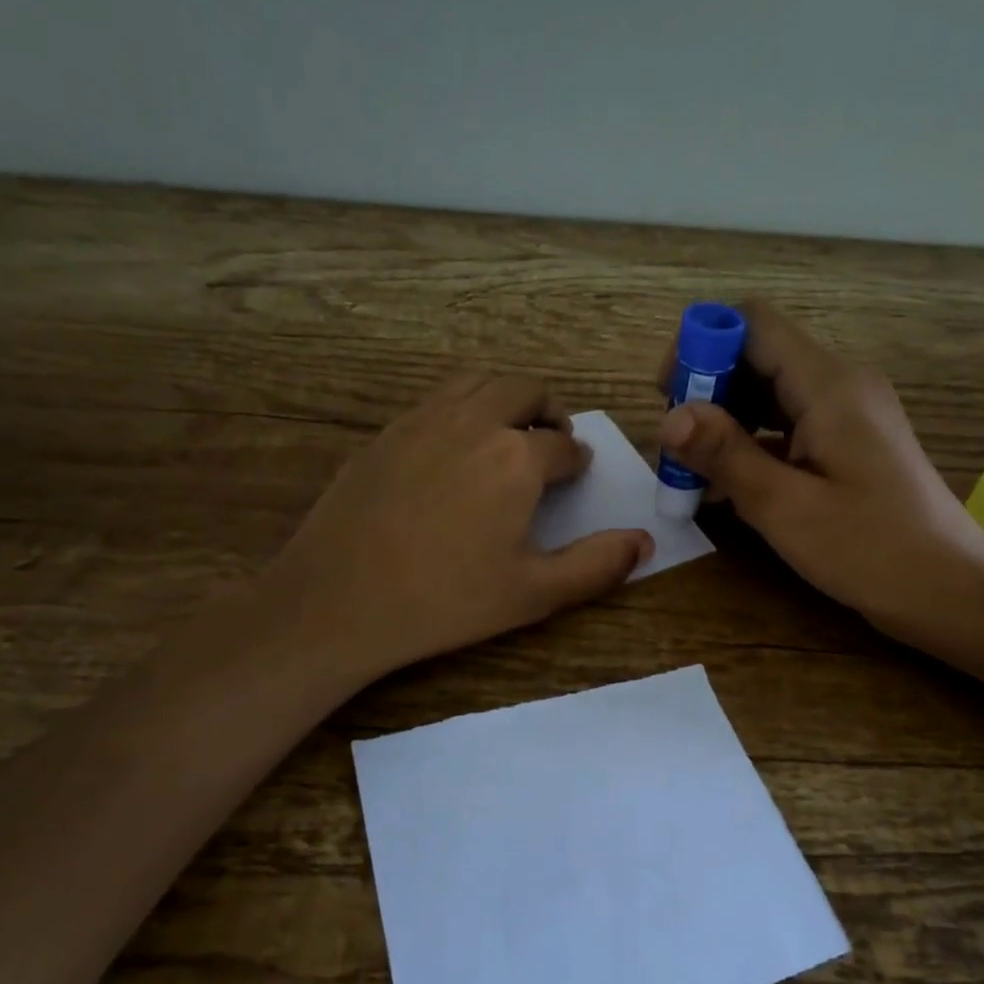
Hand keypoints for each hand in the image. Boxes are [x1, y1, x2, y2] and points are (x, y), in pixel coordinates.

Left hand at [263, 373, 652, 681]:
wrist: (338, 601)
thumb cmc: (445, 601)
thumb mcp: (533, 594)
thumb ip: (596, 565)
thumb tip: (644, 540)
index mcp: (516, 458)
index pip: (563, 444)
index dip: (577, 459)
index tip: (576, 472)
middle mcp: (473, 422)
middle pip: (524, 389)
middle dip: (547, 411)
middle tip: (550, 442)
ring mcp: (422, 420)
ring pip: (477, 382)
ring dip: (504, 399)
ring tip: (507, 435)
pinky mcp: (384, 432)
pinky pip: (435, 400)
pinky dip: (461, 408)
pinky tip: (453, 450)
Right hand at [653, 302, 983, 643]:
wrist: (948, 590)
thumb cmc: (870, 549)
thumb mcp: (785, 506)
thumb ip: (726, 455)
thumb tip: (668, 417)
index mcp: (828, 384)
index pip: (753, 323)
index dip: (702, 344)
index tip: (668, 395)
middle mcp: (839, 384)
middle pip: (757, 355)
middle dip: (707, 389)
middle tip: (676, 445)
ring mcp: (846, 414)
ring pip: (768, 393)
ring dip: (725, 421)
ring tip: (692, 470)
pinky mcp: (847, 444)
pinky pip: (787, 425)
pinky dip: (751, 444)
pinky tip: (725, 486)